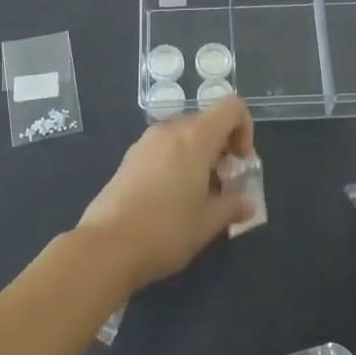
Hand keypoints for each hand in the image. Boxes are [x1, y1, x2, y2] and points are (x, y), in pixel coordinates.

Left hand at [76, 96, 256, 292]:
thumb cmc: (166, 230)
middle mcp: (170, 131)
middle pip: (207, 122)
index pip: (231, 108)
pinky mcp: (128, 159)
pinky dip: (177, 163)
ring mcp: (145, 143)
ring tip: (198, 197)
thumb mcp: (208, 223)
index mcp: (195, 137)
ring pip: (184, 137)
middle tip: (225, 186)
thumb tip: (248, 202)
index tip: (241, 164)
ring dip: (199, 157)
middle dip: (222, 149)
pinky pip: (163, 149)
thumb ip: (233, 206)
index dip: (245, 129)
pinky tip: (171, 200)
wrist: (106, 247)